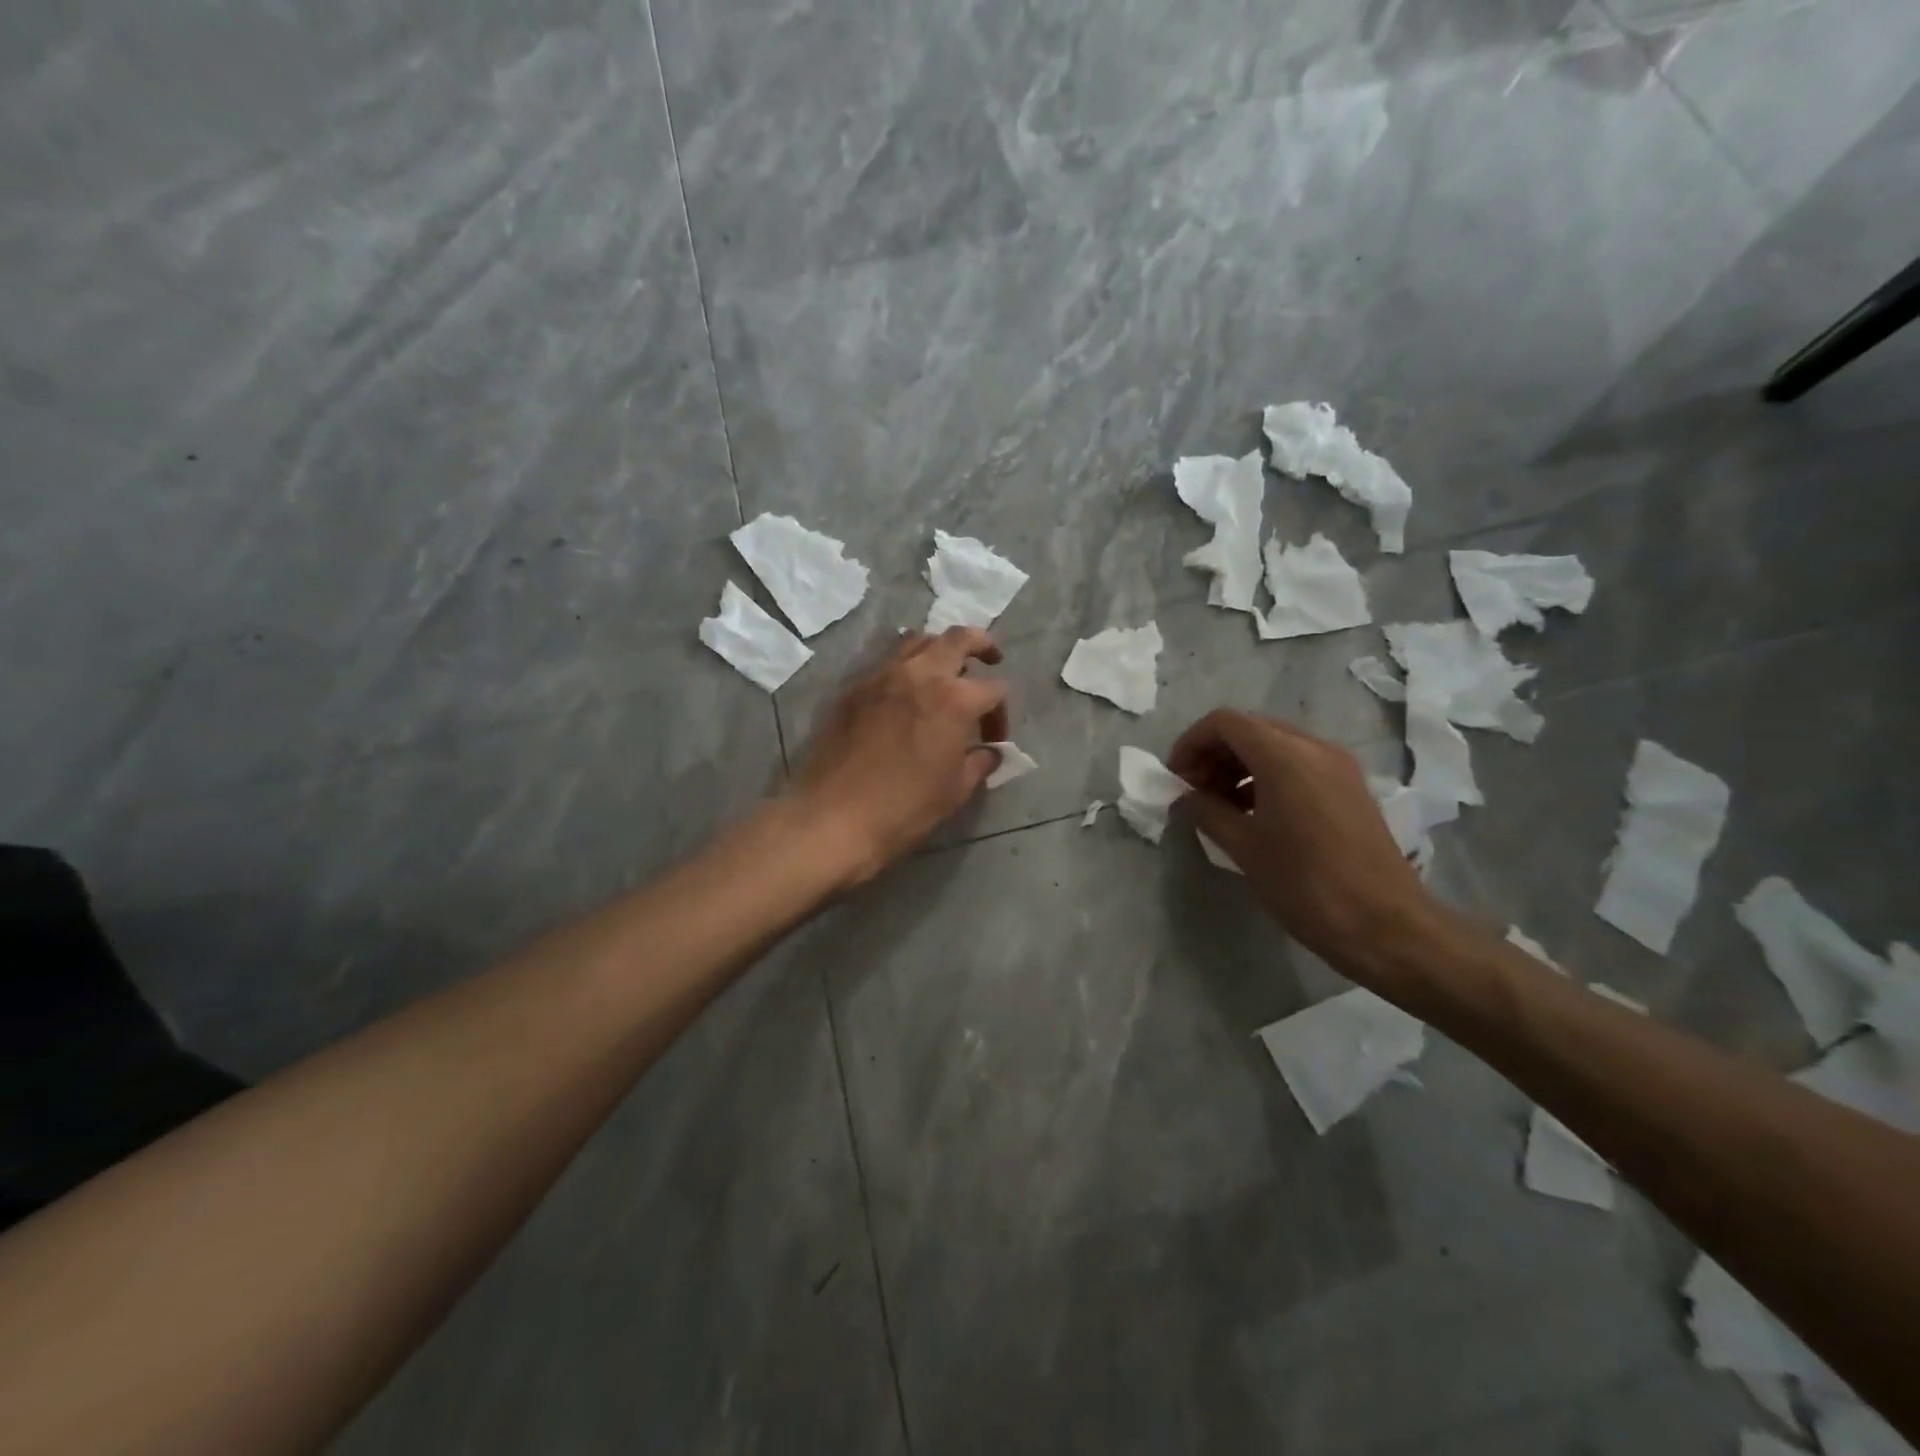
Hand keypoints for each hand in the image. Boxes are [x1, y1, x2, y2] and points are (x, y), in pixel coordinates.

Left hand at [790, 627, 1010, 886]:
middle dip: (980, 644)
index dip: (1000, 713)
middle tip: (989, 658)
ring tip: (943, 670)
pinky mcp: (853, 688)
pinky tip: (905, 693)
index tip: (992, 740)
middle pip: (957, 639)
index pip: (993, 689)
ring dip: (938, 649)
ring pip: (917, 640)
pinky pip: (886, 662)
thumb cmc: (904, 807)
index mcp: (953, 699)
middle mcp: (919, 674)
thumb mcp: (955, 790)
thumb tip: (988, 752)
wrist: (834, 816)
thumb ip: (979, 763)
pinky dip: (904, 666)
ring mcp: (881, 676)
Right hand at [1169, 709, 1452, 983]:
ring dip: (1239, 766)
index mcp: (1285, 756)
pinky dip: (1266, 777)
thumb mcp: (1244, 848)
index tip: (1176, 779)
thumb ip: (1207, 811)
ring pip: (1274, 745)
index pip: (1224, 722)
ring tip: (1219, 806)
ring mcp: (1337, 766)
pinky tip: (1253, 814)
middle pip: (1250, 729)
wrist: (1385, 926)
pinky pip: (1297, 764)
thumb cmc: (1305, 885)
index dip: (1191, 744)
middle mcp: (1314, 748)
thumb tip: (1187, 796)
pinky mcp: (1349, 787)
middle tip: (1193, 793)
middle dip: (1214, 754)